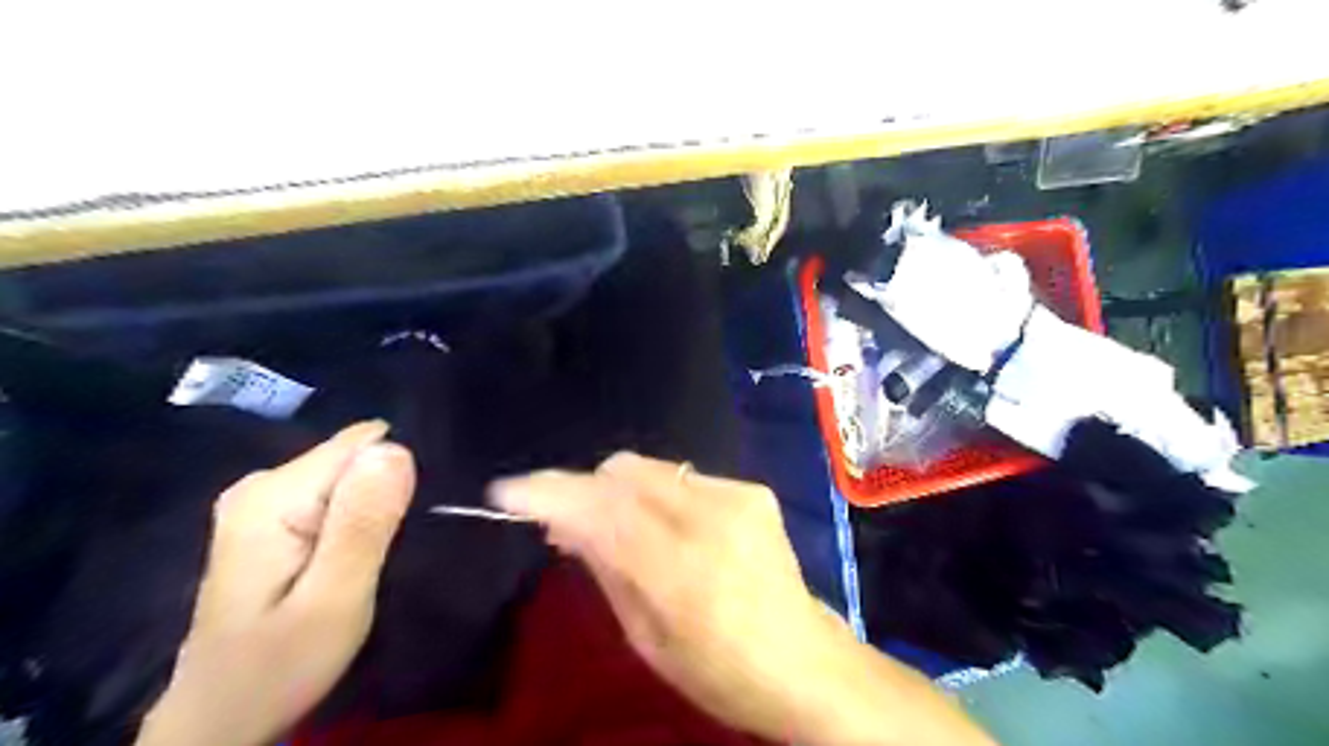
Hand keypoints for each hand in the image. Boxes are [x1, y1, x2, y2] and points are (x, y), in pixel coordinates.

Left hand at [135, 420, 413, 744]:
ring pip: (350, 477)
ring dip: (373, 510)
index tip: (401, 526)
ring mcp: (262, 499)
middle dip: (385, 495)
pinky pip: (336, 495)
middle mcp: (262, 483)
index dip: (396, 480)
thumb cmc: (280, 665)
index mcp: (273, 495)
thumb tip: (396, 448)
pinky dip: (357, 519)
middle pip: (355, 459)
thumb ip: (364, 522)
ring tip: (373, 557)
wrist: (222, 717)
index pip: (363, 446)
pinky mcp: (271, 518)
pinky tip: (355, 554)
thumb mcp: (335, 599)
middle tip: (386, 553)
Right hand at [494, 453, 990, 745]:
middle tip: (567, 521)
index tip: (507, 492)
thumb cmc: (716, 669)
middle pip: (621, 472)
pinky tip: (665, 524)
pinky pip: (682, 477)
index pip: (599, 509)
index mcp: (678, 569)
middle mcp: (709, 518)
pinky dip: (658, 494)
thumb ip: (605, 567)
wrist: (802, 659)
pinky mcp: (752, 490)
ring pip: (649, 468)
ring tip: (614, 523)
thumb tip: (563, 523)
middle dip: (584, 489)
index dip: (548, 494)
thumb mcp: (645, 635)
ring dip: (619, 490)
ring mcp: (736, 496)